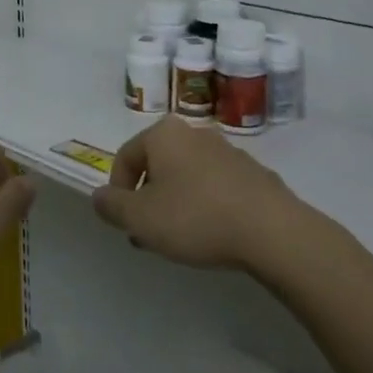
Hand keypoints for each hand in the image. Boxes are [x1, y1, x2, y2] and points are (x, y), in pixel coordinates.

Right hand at [91, 117, 306, 270]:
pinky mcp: (254, 173)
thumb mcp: (140, 218)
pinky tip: (212, 234)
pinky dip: (206, 205)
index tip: (124, 223)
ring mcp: (228, 151)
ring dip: (176, 203)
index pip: (125, 156)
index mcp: (164, 134)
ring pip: (187, 176)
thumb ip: (112, 206)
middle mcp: (194, 133)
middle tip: (148, 234)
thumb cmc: (196, 218)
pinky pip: (216, 187)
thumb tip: (99, 197)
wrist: (273, 231)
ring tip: (180, 240)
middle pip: (158, 165)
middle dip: (148, 199)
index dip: (117, 191)